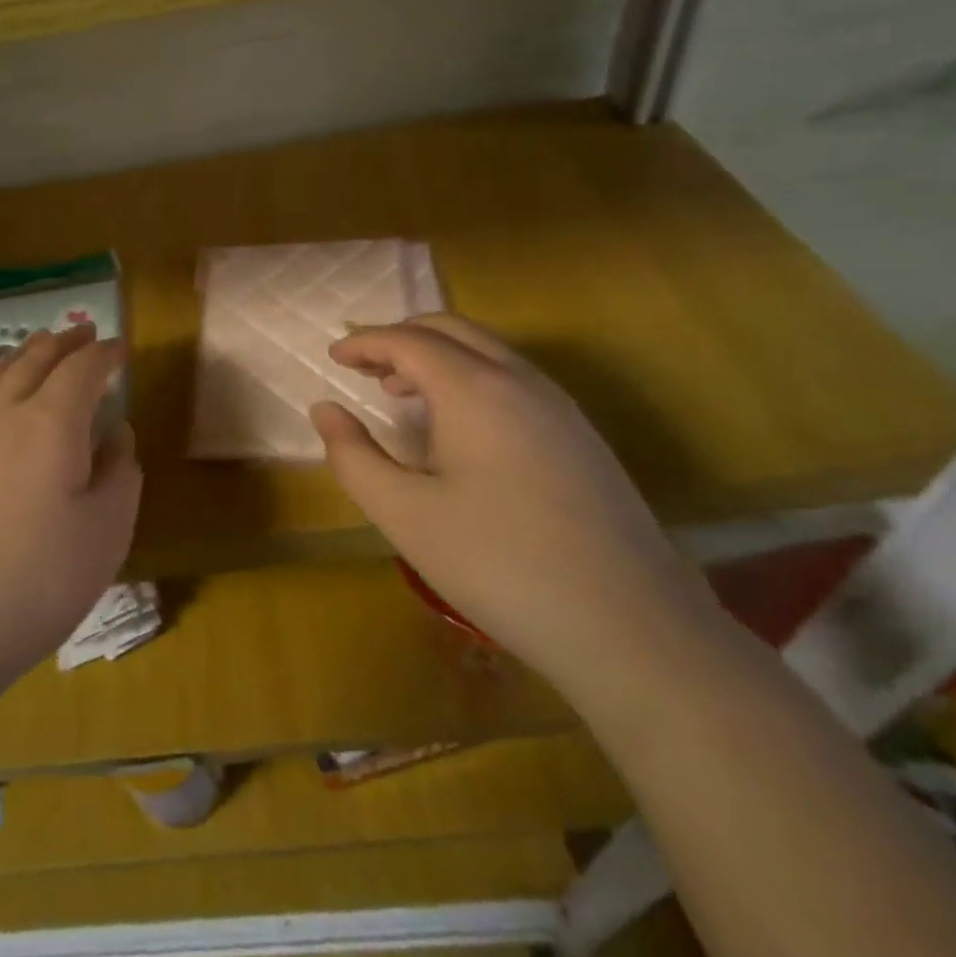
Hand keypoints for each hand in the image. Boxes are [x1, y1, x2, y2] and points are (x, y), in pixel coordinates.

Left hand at [0, 323, 140, 682]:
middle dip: (62, 342)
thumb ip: (120, 474)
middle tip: (82, 331)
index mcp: (50, 424)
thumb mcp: (106, 533)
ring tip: (39, 346)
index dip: (104, 353)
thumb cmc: (36, 580)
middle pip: (33, 360)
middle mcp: (3, 416)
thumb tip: (117, 435)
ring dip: (24, 354)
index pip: (82, 369)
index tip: (120, 347)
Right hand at [310, 314, 719, 692]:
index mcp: (474, 388)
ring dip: (438, 356)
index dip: (365, 343)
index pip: (408, 341)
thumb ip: (353, 457)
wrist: (631, 627)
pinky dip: (471, 377)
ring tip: (401, 392)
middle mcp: (520, 380)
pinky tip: (458, 427)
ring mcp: (559, 405)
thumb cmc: (500, 565)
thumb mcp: (405, 515)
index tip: (334, 356)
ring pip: (487, 351)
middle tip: (364, 367)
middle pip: (451, 330)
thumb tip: (324, 409)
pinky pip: (513, 379)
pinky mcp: (581, 435)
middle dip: (401, 338)